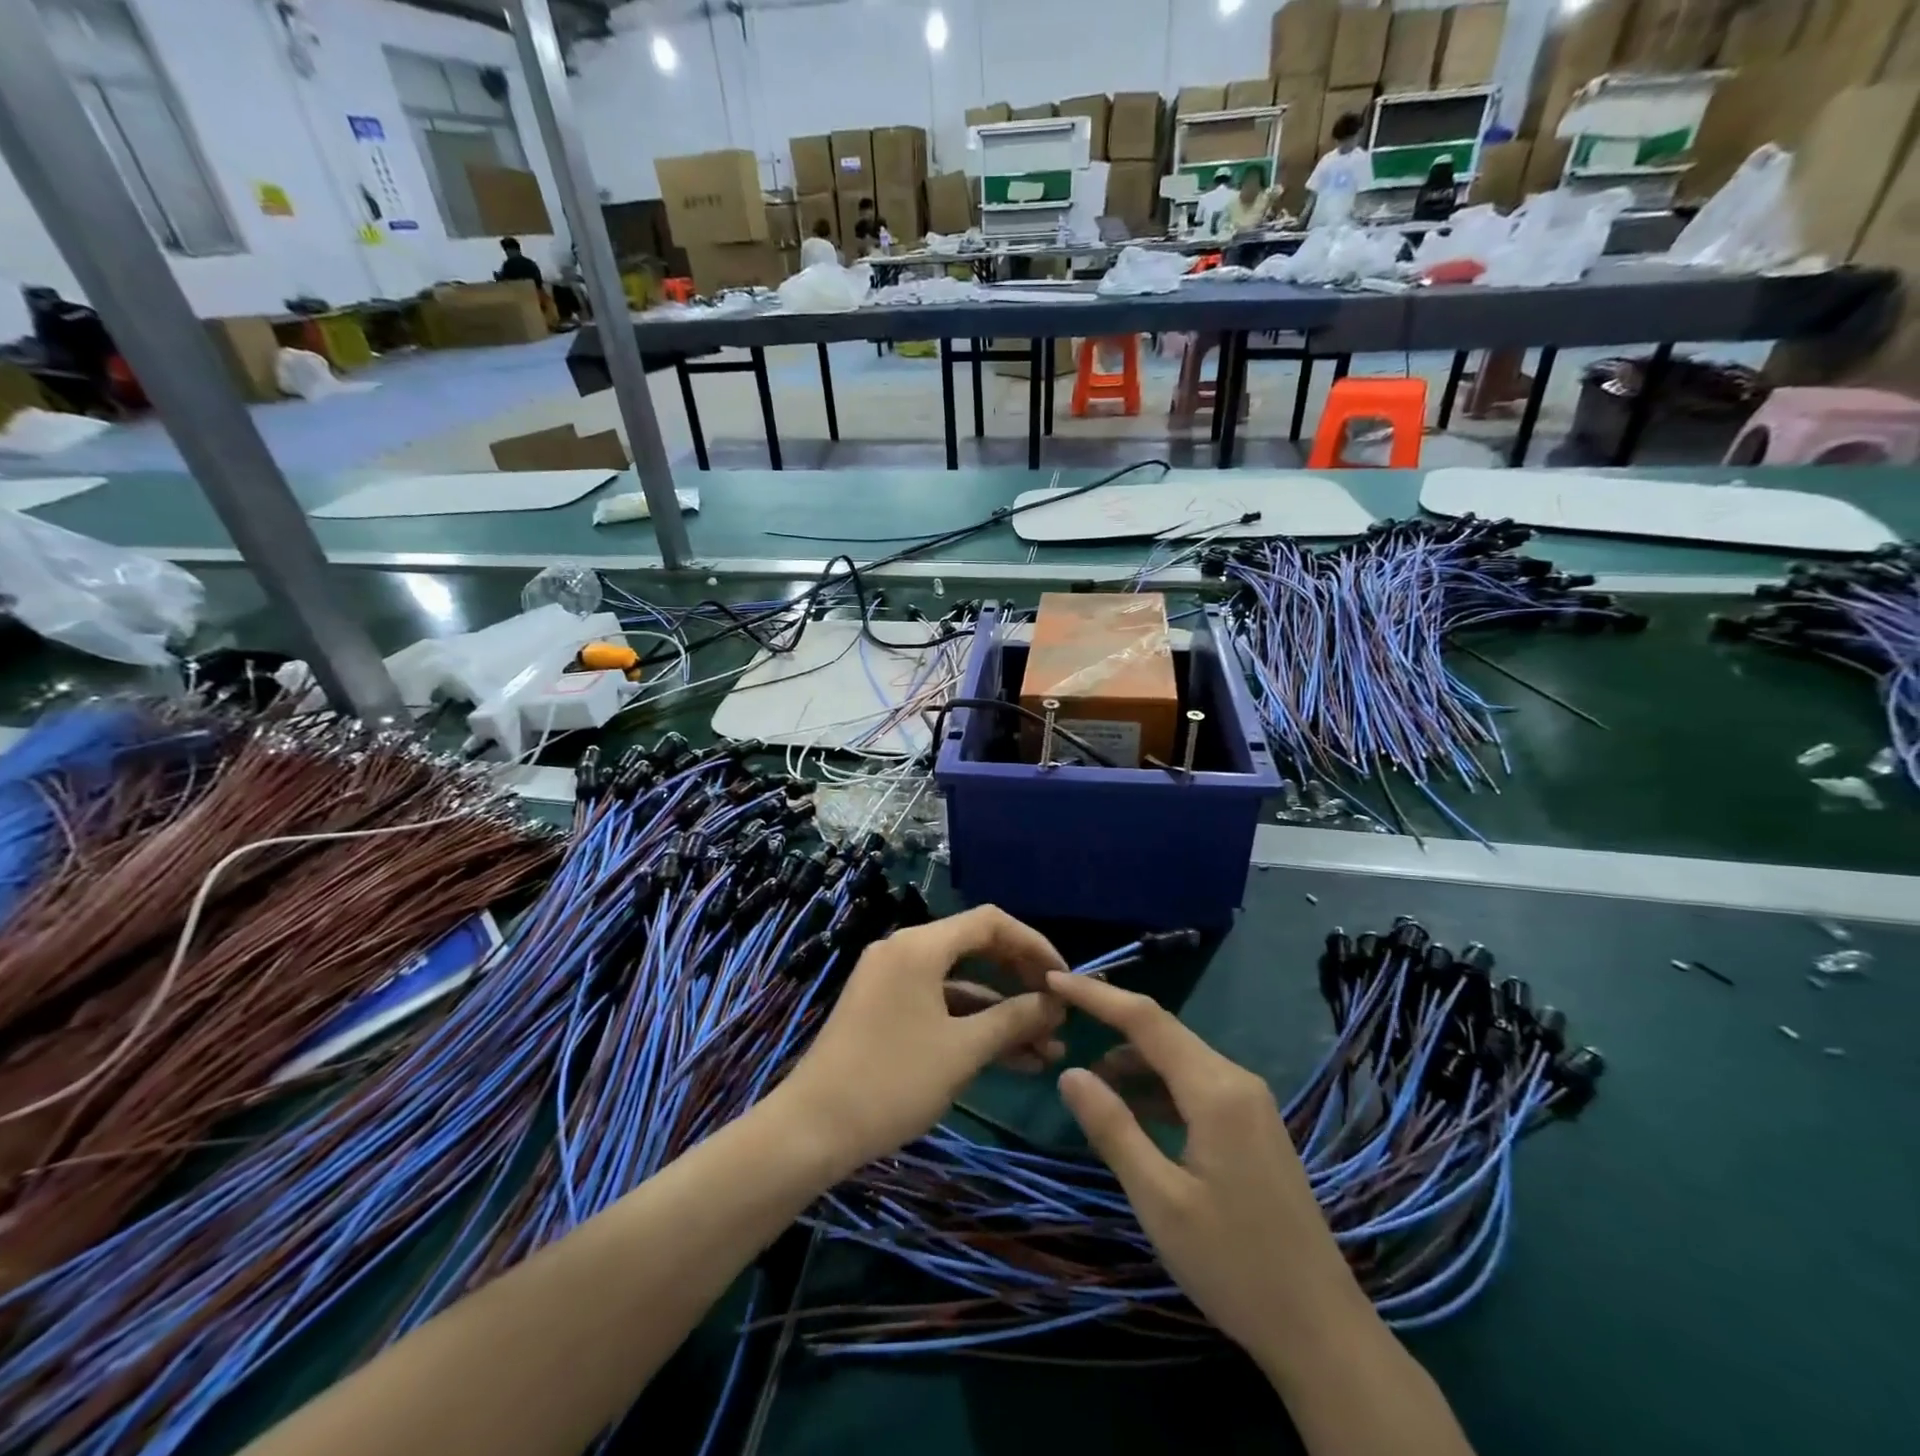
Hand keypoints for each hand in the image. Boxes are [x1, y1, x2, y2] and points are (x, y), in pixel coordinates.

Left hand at [777, 907, 1067, 1176]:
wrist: (812, 1129)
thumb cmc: (893, 1080)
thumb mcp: (963, 1051)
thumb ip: (1014, 1019)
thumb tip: (1055, 1004)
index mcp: (920, 945)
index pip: (991, 923)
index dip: (1034, 945)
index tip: (1064, 979)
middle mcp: (904, 950)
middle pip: (977, 949)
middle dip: (1021, 981)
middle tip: (1058, 1013)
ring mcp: (892, 980)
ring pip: (960, 984)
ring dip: (1002, 1013)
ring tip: (1047, 1051)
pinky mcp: (885, 1009)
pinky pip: (939, 1004)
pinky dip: (972, 1025)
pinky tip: (1010, 1059)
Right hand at [1047, 973, 1367, 1372]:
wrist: (1322, 1331)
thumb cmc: (1233, 1265)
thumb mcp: (1159, 1200)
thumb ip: (1113, 1129)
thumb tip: (1070, 1072)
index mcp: (1216, 1090)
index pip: (1146, 1019)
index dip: (1097, 995)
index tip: (1053, 979)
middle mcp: (1236, 1081)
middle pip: (1164, 1033)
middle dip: (1110, 1023)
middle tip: (1061, 1025)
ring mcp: (1250, 1103)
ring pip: (1179, 1060)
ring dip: (1133, 1062)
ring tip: (1089, 1083)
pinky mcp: (1253, 1126)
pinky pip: (1195, 1086)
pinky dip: (1158, 1088)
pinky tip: (1133, 1113)